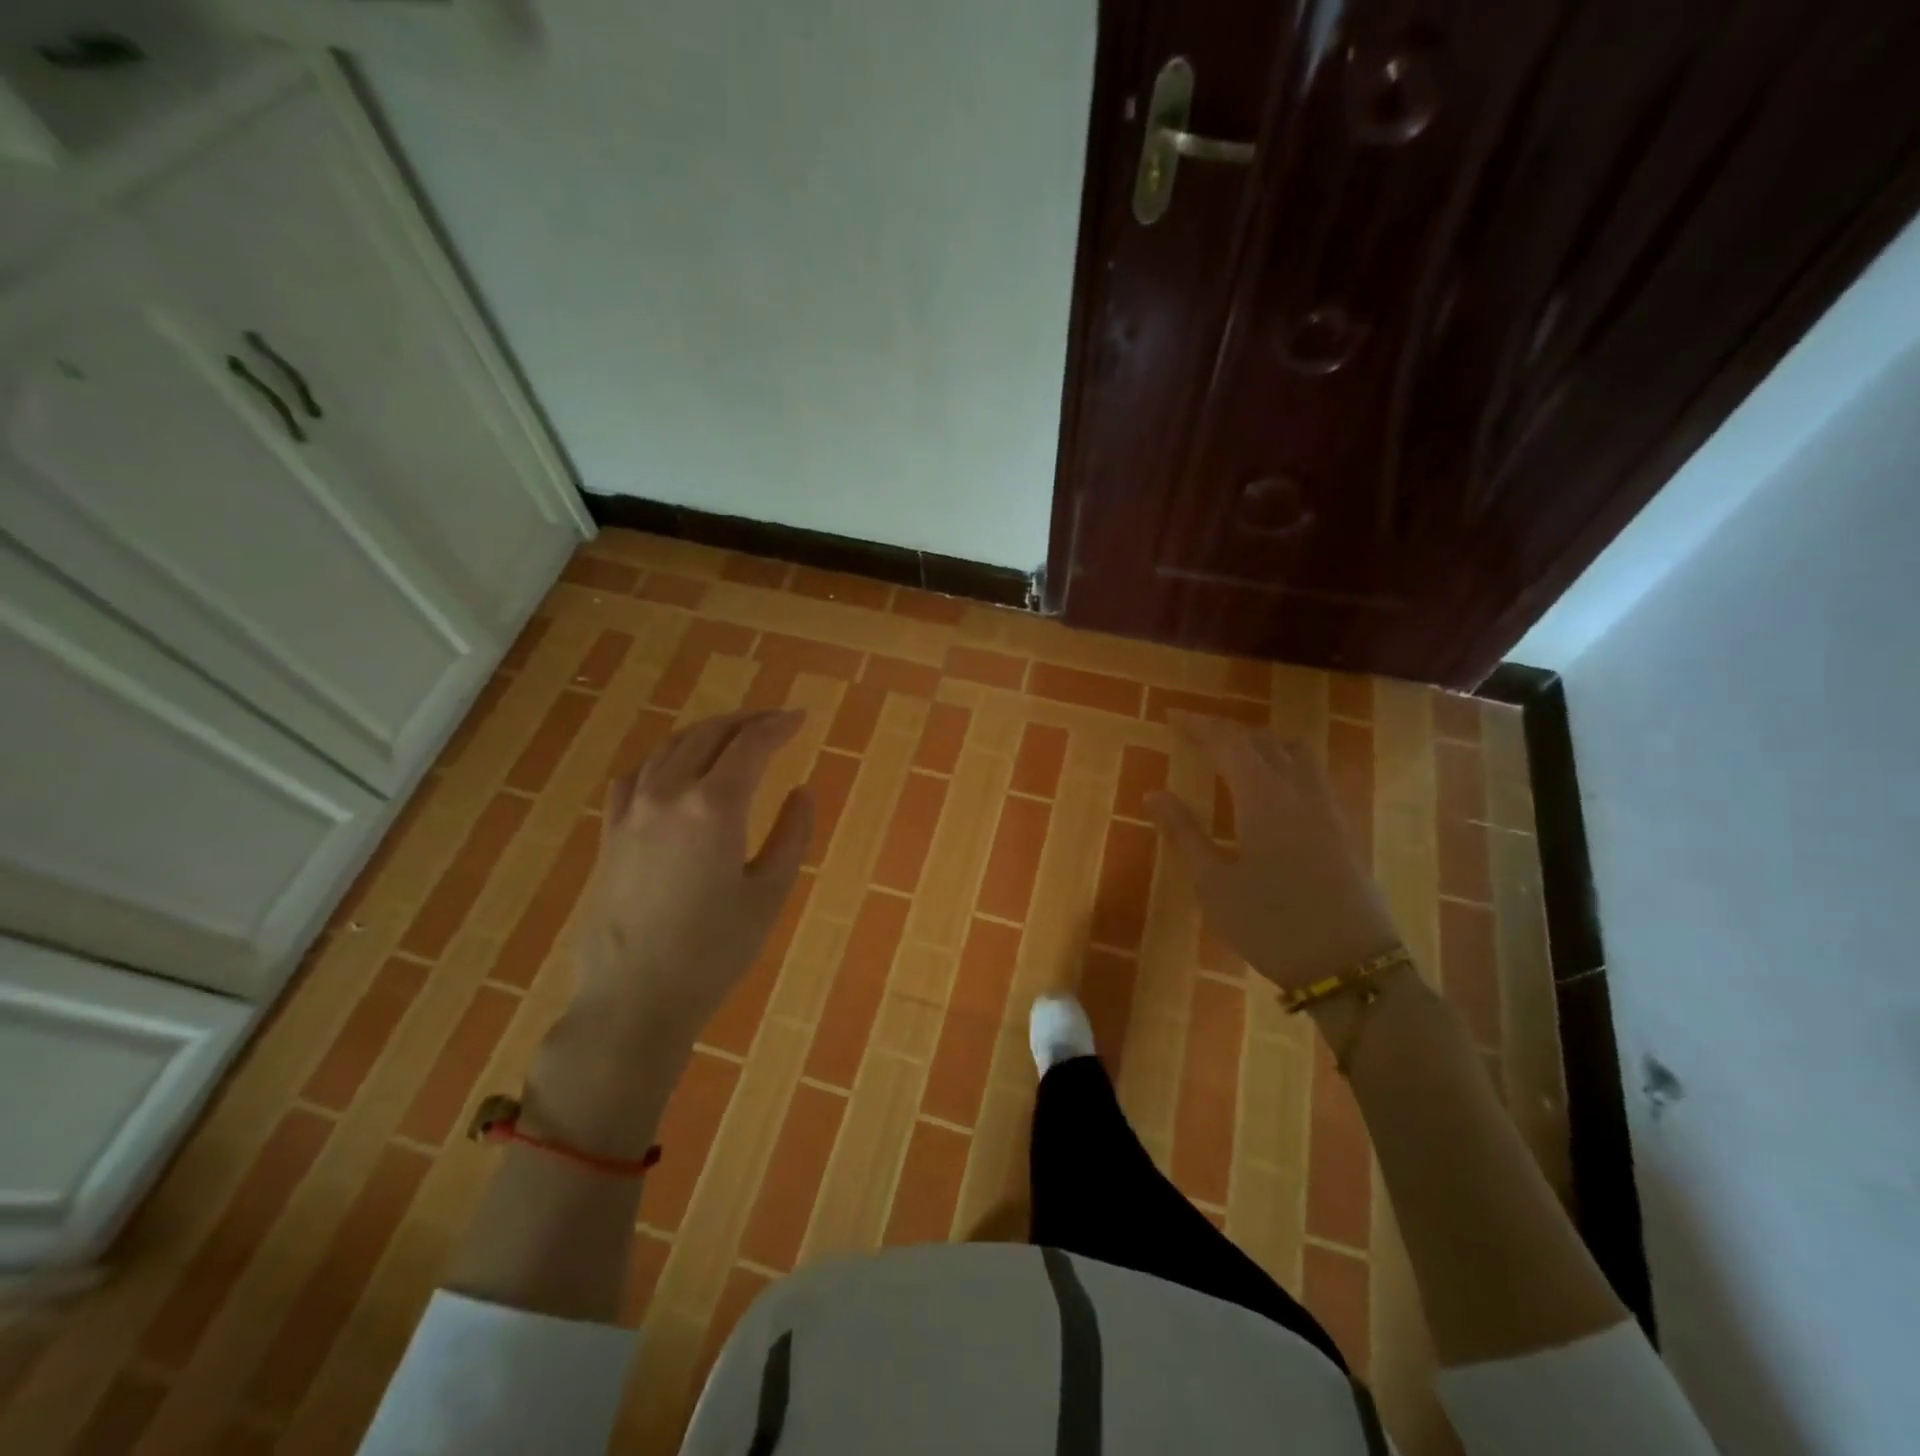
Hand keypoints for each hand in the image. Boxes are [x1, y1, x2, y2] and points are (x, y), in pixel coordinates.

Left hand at [571, 708, 814, 1042]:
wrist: (633, 999)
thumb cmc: (714, 952)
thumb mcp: (769, 894)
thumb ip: (791, 835)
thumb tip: (800, 792)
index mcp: (714, 807)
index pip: (751, 745)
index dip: (779, 726)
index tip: (801, 718)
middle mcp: (668, 795)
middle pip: (708, 735)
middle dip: (745, 721)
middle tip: (774, 721)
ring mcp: (632, 812)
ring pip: (669, 748)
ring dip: (705, 733)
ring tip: (731, 736)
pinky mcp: (609, 834)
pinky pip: (635, 776)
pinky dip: (662, 759)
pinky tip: (672, 769)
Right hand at [1146, 711, 1400, 994]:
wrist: (1352, 968)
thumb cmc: (1272, 926)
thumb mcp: (1214, 885)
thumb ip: (1185, 834)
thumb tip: (1154, 793)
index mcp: (1264, 798)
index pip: (1229, 743)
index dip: (1200, 725)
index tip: (1173, 715)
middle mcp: (1299, 793)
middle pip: (1264, 741)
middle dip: (1228, 731)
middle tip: (1197, 733)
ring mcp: (1327, 811)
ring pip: (1297, 754)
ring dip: (1263, 742)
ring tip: (1237, 751)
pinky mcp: (1343, 832)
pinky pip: (1312, 776)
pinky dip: (1286, 763)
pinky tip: (1275, 788)